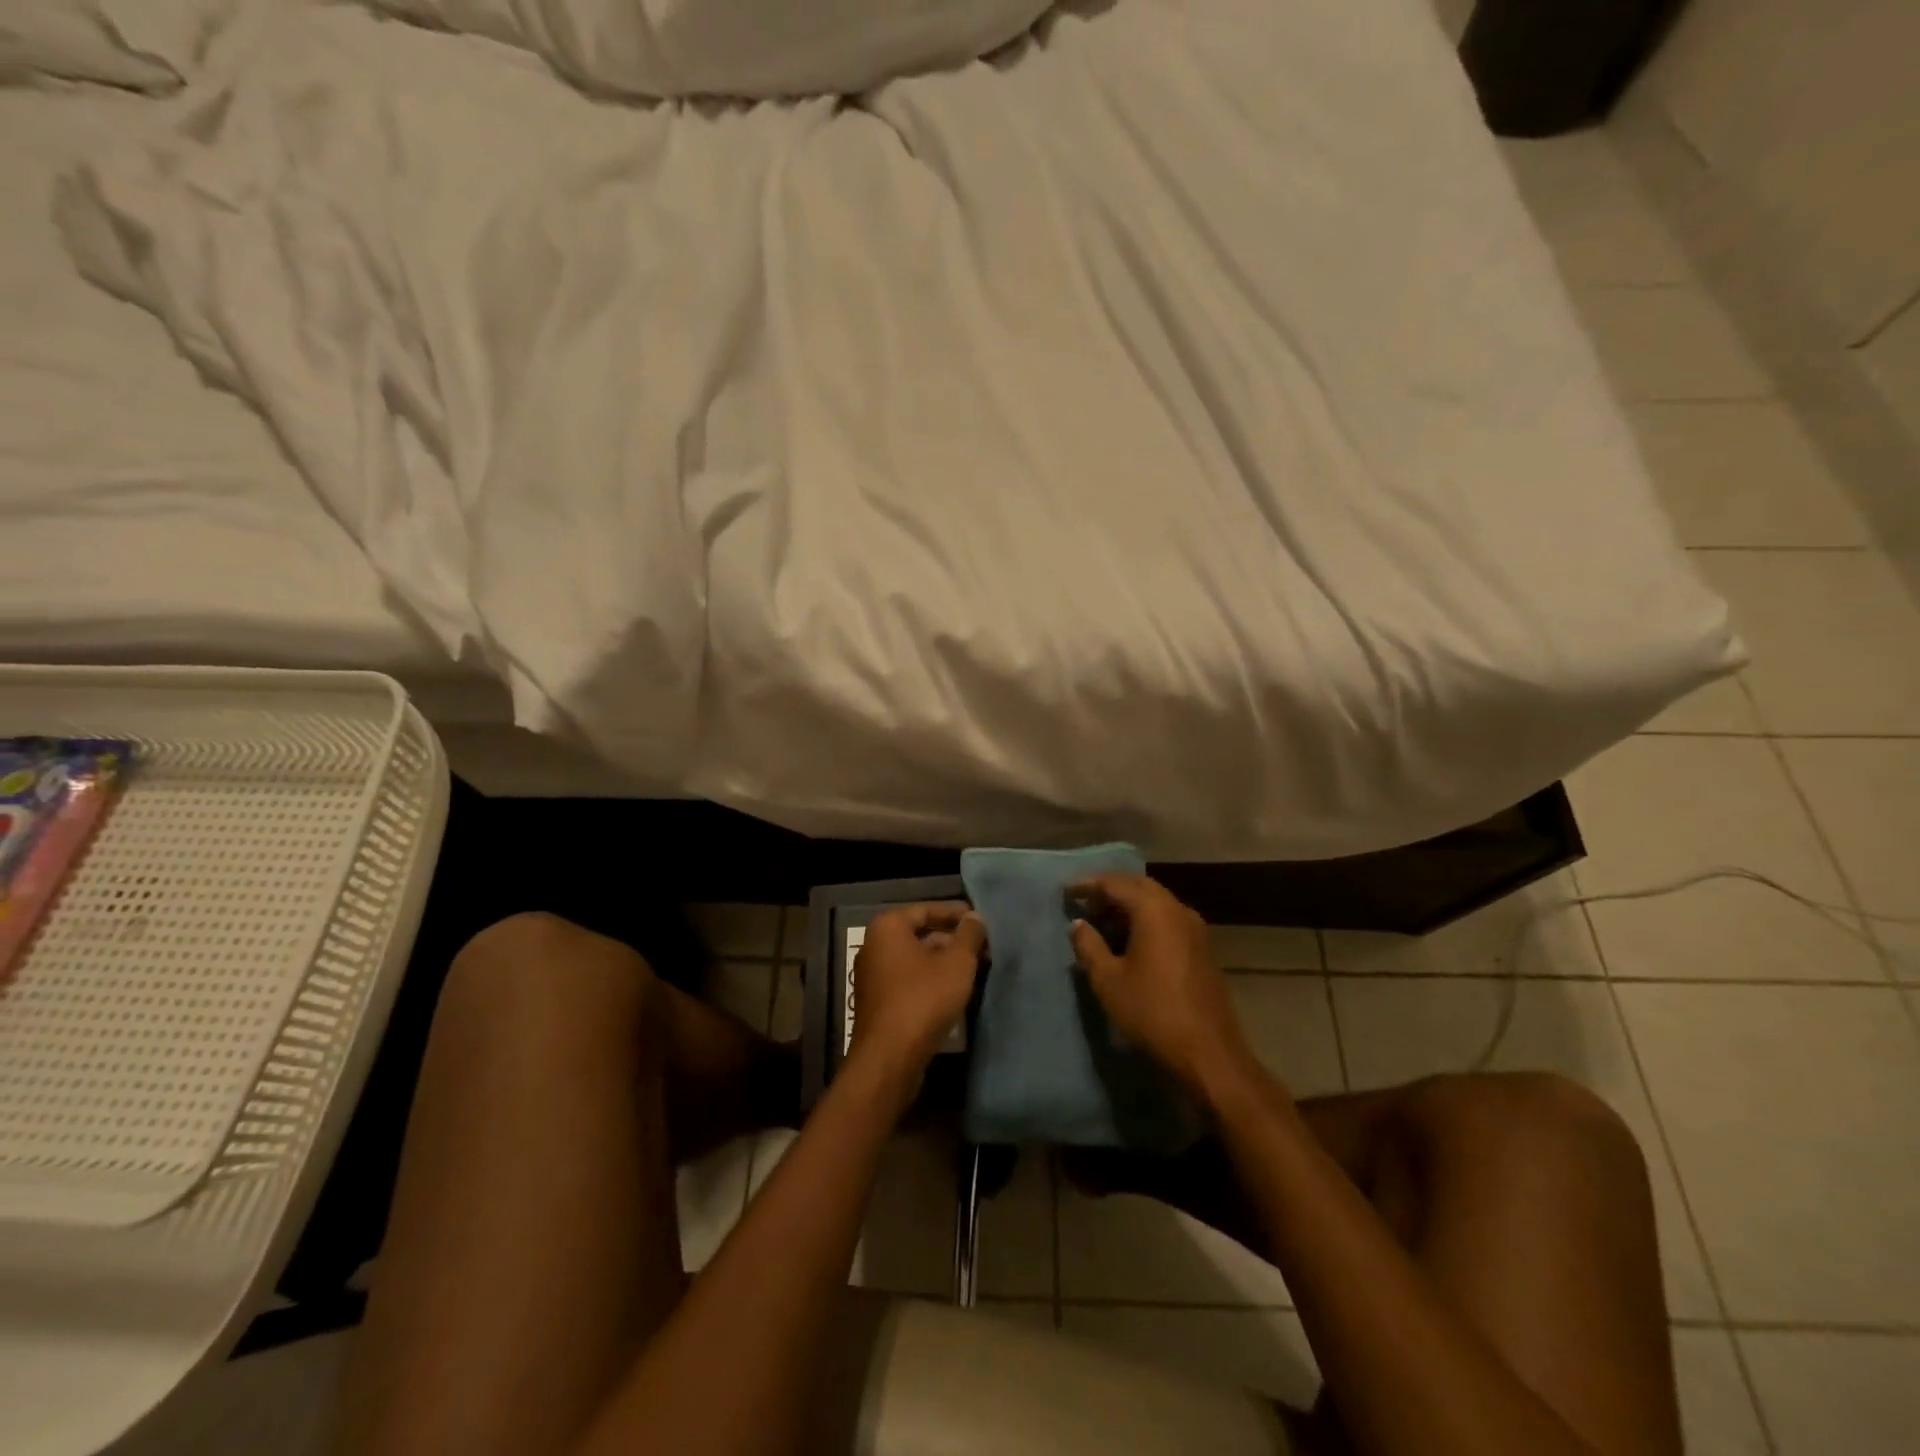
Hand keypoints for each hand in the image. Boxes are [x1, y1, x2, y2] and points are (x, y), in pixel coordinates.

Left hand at [846, 903, 985, 1081]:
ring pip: (915, 960)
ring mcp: (872, 976)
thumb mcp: (957, 963)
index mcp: (888, 927)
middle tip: (982, 948)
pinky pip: (908, 981)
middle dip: (952, 940)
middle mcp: (874, 946)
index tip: (981, 922)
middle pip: (919, 934)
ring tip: (975, 969)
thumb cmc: (924, 999)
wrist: (889, 1058)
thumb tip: (975, 918)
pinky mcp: (877, 1003)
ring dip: (943, 962)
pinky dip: (930, 981)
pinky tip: (954, 992)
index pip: (926, 909)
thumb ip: (969, 935)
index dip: (956, 914)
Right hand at [1069, 875, 1263, 1101]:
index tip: (1064, 892)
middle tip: (1083, 904)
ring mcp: (1194, 928)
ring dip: (1127, 906)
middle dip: (1109, 891)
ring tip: (1101, 922)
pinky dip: (1144, 920)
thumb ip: (1088, 945)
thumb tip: (1078, 923)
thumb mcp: (1108, 980)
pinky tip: (1128, 941)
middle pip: (1138, 886)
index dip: (1087, 885)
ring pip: (1155, 902)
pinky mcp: (1201, 948)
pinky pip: (1167, 919)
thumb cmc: (1152, 1011)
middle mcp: (1177, 910)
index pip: (1115, 883)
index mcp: (1154, 910)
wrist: (1208, 1052)